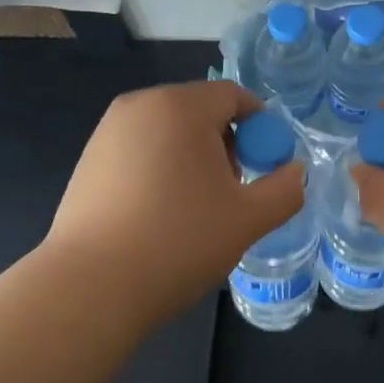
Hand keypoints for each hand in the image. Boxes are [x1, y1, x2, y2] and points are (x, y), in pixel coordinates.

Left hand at [43, 81, 304, 326]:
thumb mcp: (248, 219)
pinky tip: (158, 215)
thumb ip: (285, 190)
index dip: (261, 128)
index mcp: (180, 106)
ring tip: (195, 208)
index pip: (234, 96)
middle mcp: (140, 105)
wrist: (91, 286)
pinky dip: (160, 170)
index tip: (266, 168)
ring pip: (168, 132)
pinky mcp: (88, 160)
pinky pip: (140, 151)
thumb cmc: (178, 242)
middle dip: (226, 144)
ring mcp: (107, 131)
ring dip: (193, 159)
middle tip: (233, 192)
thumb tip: (295, 173)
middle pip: (200, 111)